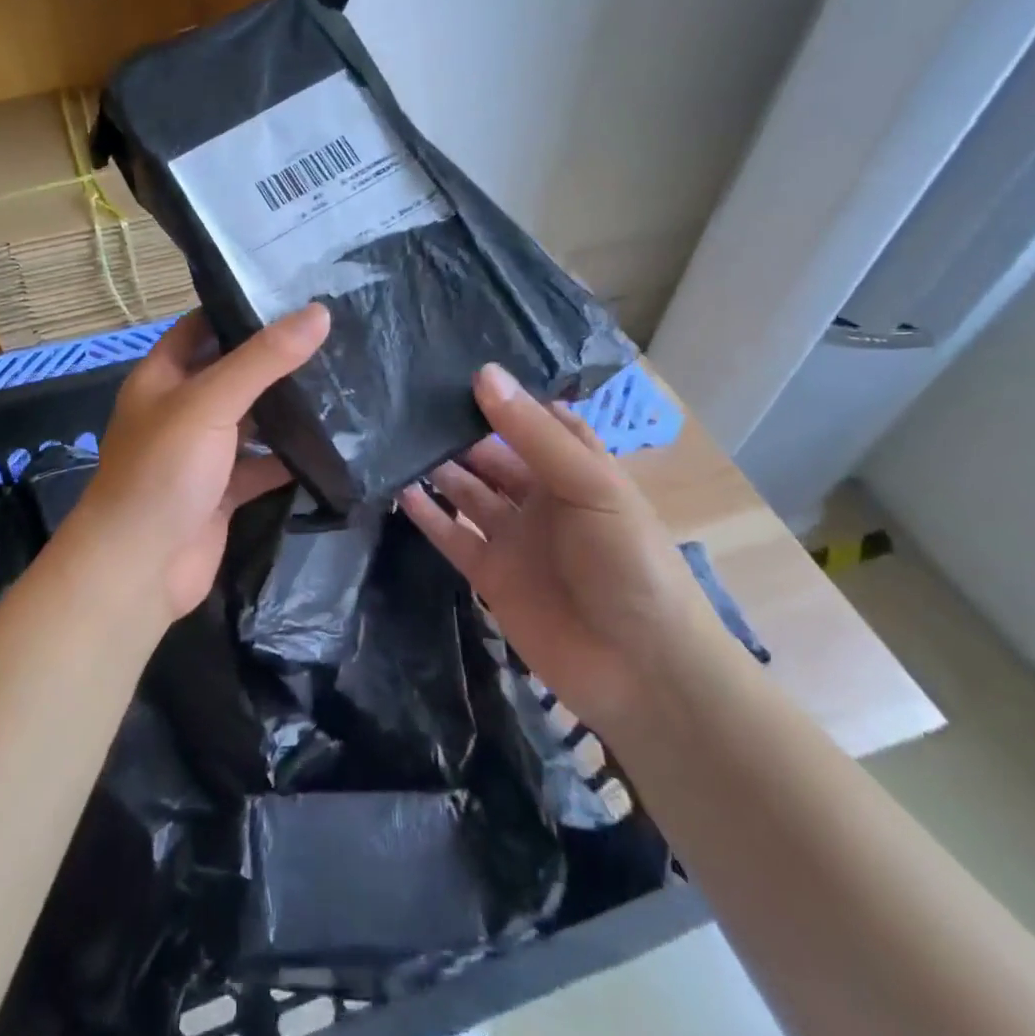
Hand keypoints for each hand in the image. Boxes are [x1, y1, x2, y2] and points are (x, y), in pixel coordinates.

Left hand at [66, 305, 330, 620]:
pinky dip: (291, 459)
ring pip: (251, 421)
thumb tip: (318, 314)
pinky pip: (262, 466)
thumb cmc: (163, 471)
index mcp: (162, 377)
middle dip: (275, 360)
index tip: (294, 295)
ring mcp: (202, 454)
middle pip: (232, 374)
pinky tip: (334, 444)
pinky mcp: (223, 492)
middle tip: (334, 337)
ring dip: (288, 409)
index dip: (240, 309)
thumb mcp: (209, 401)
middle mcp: (181, 410)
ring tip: (345, 381)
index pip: (202, 327)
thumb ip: (263, 359)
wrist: (140, 568)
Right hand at [398, 363, 728, 735]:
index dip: (502, 398)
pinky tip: (399, 489)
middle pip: (492, 456)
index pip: (533, 422)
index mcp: (575, 470)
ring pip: (468, 492)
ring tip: (395, 438)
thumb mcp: (589, 485)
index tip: (456, 367)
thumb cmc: (626, 561)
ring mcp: (514, 538)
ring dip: (439, 468)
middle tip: (409, 401)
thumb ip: (532, 434)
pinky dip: (428, 515)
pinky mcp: (490, 575)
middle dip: (459, 431)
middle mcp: (541, 498)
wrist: (639, 668)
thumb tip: (483, 374)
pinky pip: (452, 536)